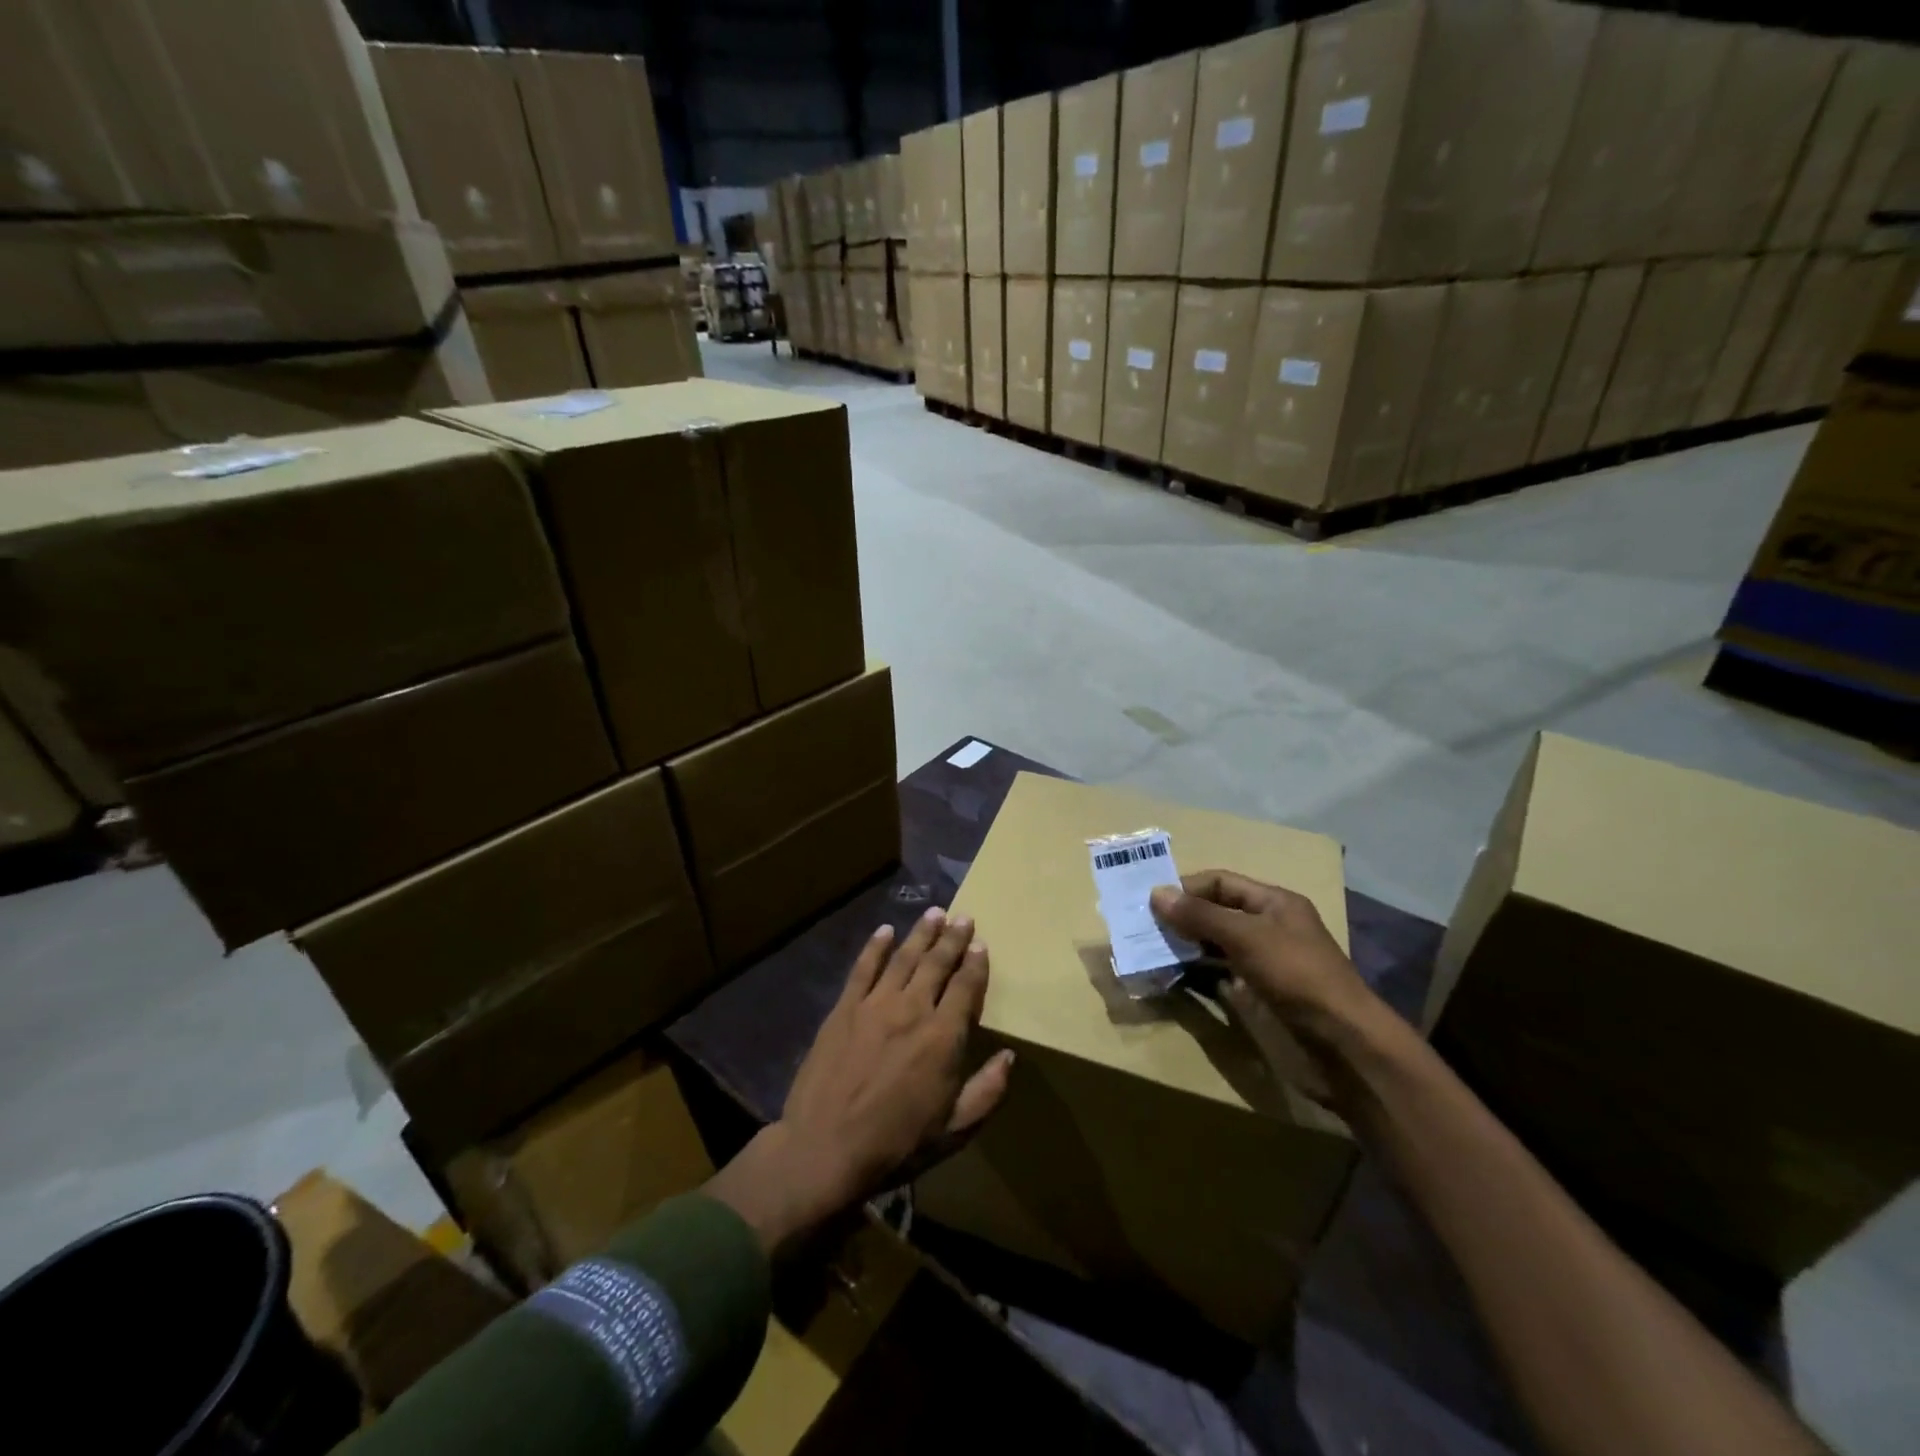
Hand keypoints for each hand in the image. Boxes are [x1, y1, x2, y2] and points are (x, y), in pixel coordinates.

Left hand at [708, 907, 1013, 1253]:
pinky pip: (863, 968)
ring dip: (921, 933)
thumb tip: (1009, 1057)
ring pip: (904, 958)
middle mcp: (913, 1009)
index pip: (966, 987)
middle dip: (953, 938)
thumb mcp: (954, 1131)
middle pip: (937, 963)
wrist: (824, 1149)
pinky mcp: (844, 1008)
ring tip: (935, 913)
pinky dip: (875, 946)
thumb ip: (987, 1092)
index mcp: (943, 1037)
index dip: (976, 963)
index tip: (981, 944)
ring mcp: (875, 1004)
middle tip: (963, 916)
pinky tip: (885, 930)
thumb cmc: (895, 1145)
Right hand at [1150, 870, 1386, 1103]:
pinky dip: (1193, 973)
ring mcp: (1261, 964)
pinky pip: (1216, 976)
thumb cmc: (1297, 976)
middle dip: (1180, 917)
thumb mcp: (1247, 937)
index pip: (1221, 883)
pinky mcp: (1256, 996)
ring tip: (1147, 949)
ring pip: (1213, 946)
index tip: (1150, 901)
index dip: (1187, 888)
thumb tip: (1156, 893)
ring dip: (1183, 946)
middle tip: (1140, 926)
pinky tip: (1169, 975)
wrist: (1342, 1046)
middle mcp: (1267, 928)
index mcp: (1274, 904)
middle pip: (1215, 913)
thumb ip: (1201, 915)